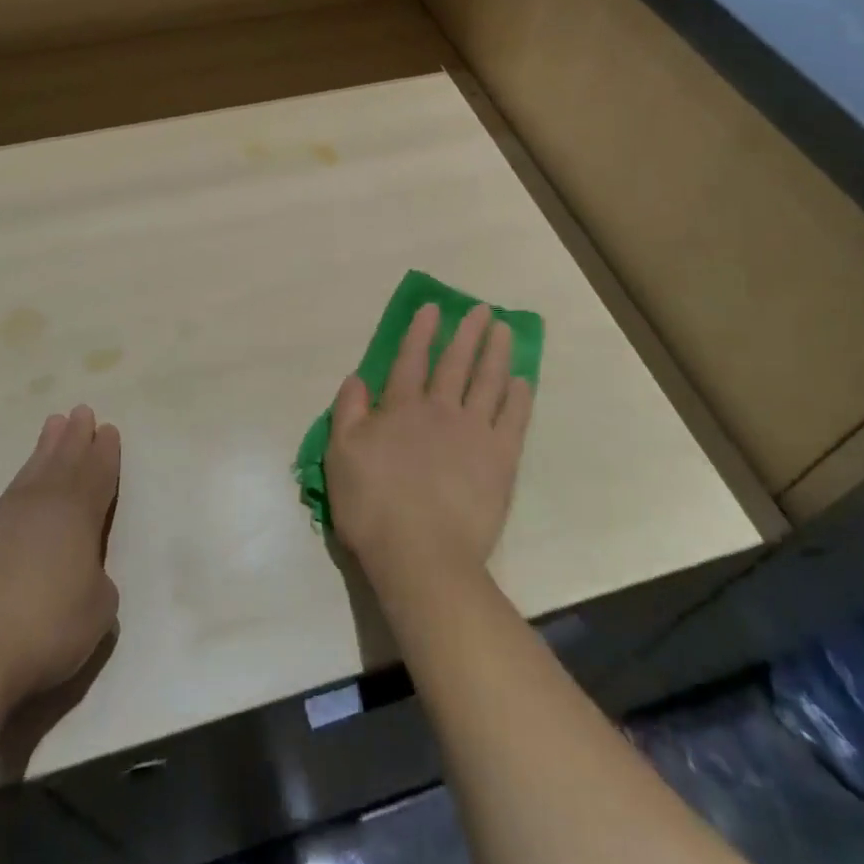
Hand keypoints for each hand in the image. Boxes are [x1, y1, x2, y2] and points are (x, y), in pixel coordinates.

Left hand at [0, 405, 120, 711]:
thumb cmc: (46, 627)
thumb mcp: (97, 610)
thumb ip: (97, 582)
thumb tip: (82, 575)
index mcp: (78, 513)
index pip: (97, 473)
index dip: (105, 452)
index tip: (108, 429)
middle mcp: (40, 503)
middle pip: (63, 460)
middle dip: (75, 436)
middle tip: (81, 411)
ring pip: (30, 472)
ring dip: (44, 448)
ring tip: (52, 426)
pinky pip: (1, 503)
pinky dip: (16, 491)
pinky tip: (15, 497)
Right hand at [326, 303, 533, 582]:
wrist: (421, 555)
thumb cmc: (373, 506)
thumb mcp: (340, 456)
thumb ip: (348, 412)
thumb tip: (357, 378)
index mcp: (400, 408)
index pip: (411, 359)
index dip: (421, 331)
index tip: (434, 307)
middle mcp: (439, 410)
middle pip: (455, 363)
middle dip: (467, 333)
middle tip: (482, 310)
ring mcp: (474, 432)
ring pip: (487, 382)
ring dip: (496, 353)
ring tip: (505, 331)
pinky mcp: (500, 459)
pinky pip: (513, 419)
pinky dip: (518, 397)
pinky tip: (523, 381)